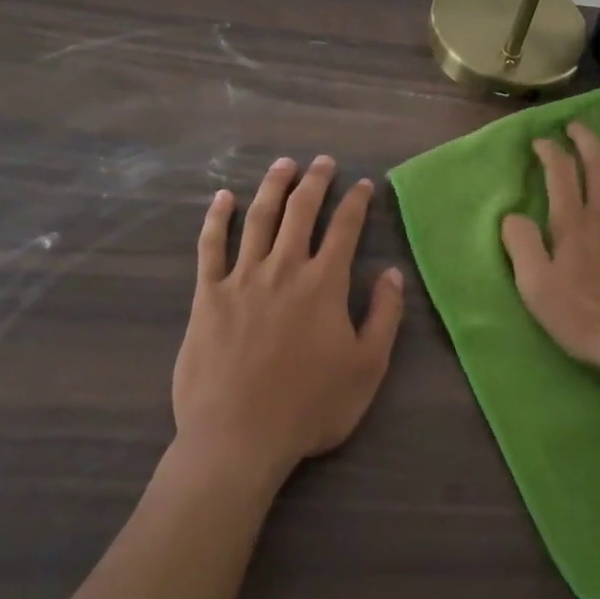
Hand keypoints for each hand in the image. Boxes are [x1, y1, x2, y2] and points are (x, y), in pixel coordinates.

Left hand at [172, 155, 404, 482]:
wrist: (238, 438)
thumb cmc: (310, 407)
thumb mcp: (367, 367)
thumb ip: (384, 315)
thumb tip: (392, 272)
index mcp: (324, 284)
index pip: (345, 228)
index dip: (356, 201)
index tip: (363, 184)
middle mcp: (284, 269)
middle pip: (301, 211)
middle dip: (315, 181)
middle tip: (323, 161)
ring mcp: (242, 278)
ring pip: (259, 218)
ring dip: (273, 186)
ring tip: (283, 165)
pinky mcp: (207, 296)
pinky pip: (210, 246)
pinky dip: (217, 218)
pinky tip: (222, 198)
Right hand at [500, 123, 599, 380]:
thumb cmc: (584, 317)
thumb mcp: (535, 287)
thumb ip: (521, 245)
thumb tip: (512, 215)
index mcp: (573, 224)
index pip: (560, 174)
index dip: (551, 152)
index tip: (541, 140)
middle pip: (598, 168)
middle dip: (587, 141)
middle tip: (579, 125)